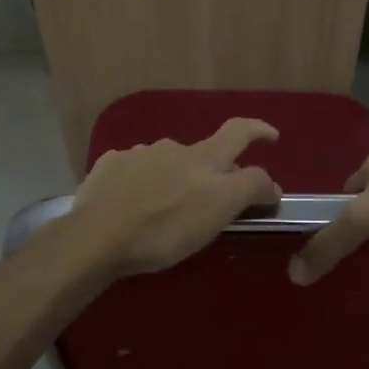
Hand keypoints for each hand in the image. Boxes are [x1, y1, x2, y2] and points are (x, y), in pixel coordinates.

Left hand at [70, 118, 283, 277]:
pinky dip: (142, 183)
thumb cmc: (165, 228)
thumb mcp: (218, 212)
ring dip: (173, 178)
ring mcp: (137, 154)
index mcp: (203, 158)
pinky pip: (134, 170)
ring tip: (164, 209)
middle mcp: (172, 147)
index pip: (239, 132)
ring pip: (166, 162)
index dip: (259, 131)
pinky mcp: (109, 167)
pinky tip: (132, 204)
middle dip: (211, 170)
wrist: (97, 237)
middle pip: (202, 153)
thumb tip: (270, 184)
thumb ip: (249, 191)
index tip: (271, 137)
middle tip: (209, 199)